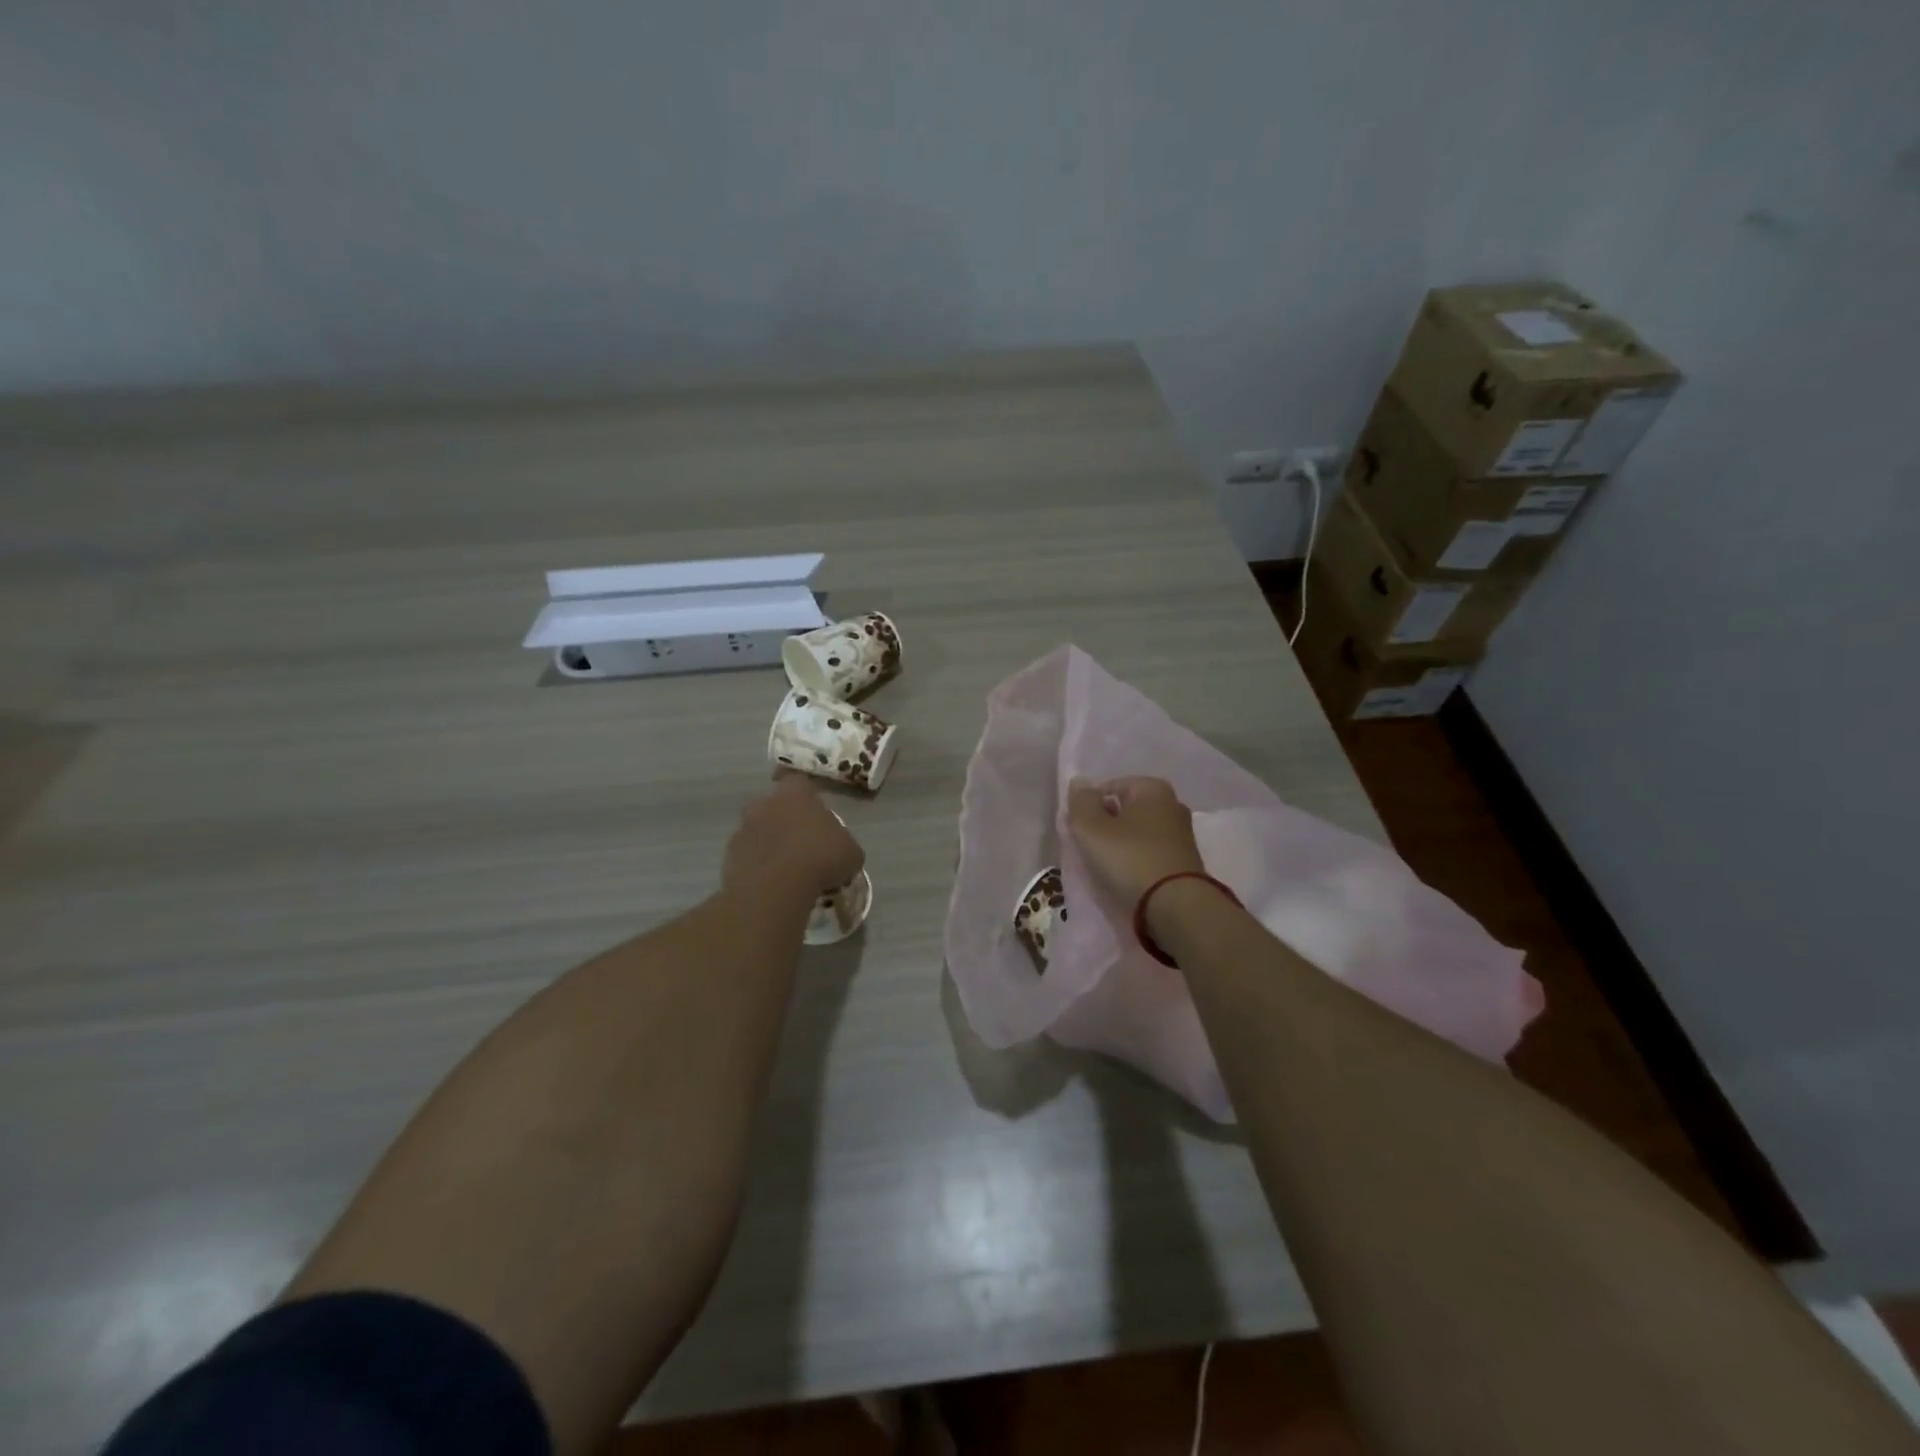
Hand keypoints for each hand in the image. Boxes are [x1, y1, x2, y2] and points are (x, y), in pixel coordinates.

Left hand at [723, 776, 864, 905]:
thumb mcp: (851, 852)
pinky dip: (757, 866)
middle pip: (772, 805)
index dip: (806, 796)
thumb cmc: (820, 859)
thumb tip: (840, 849)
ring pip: (757, 831)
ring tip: (785, 868)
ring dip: (768, 843)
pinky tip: (771, 883)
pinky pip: (747, 856)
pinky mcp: (729, 856)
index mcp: (794, 793)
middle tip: (800, 841)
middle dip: (783, 819)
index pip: (798, 782)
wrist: (776, 888)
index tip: (814, 813)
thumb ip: (843, 843)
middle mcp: (764, 804)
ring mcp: (743, 829)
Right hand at [1066, 776, 1204, 906]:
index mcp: (1153, 788)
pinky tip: (1126, 877)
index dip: (1089, 808)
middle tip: (1090, 849)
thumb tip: (1079, 782)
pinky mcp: (1184, 861)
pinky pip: (1149, 853)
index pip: (1108, 788)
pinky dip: (1135, 860)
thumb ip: (1081, 802)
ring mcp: (1181, 834)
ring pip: (1137, 833)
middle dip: (1105, 826)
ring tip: (1106, 867)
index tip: (1080, 832)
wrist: (1176, 906)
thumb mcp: (1092, 828)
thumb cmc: (1130, 859)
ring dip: (1119, 846)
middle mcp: (1172, 804)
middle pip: (1124, 810)